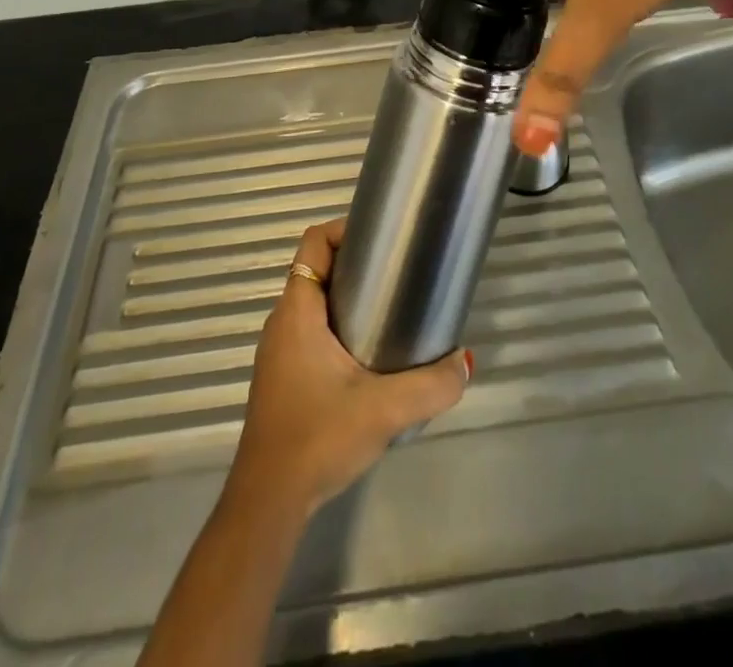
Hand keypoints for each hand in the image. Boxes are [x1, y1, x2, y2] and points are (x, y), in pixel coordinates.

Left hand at [227, 219, 470, 520]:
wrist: (268, 503)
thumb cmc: (317, 438)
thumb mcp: (384, 410)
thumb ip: (431, 385)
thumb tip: (464, 362)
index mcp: (298, 311)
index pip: (314, 242)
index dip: (345, 230)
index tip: (383, 239)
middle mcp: (283, 323)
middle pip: (318, 270)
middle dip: (357, 265)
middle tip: (399, 276)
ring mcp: (280, 352)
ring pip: (315, 305)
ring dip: (349, 300)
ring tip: (392, 313)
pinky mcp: (283, 378)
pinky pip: (312, 333)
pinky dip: (339, 329)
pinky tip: (369, 359)